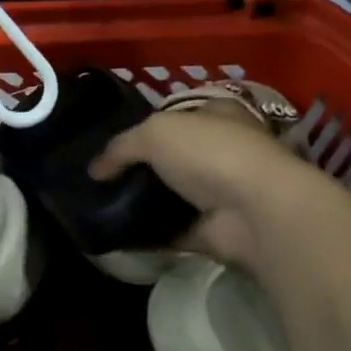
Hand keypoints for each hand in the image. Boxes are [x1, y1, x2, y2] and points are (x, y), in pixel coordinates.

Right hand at [91, 102, 307, 267]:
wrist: (256, 212)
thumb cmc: (211, 153)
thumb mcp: (155, 133)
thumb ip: (121, 147)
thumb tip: (94, 170)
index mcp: (215, 115)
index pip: (178, 115)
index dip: (146, 124)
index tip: (112, 140)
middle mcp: (220, 151)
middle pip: (172, 157)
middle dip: (140, 167)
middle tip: (100, 176)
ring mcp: (218, 194)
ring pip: (170, 195)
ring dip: (142, 202)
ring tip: (99, 205)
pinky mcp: (212, 231)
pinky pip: (170, 232)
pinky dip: (146, 235)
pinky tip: (114, 234)